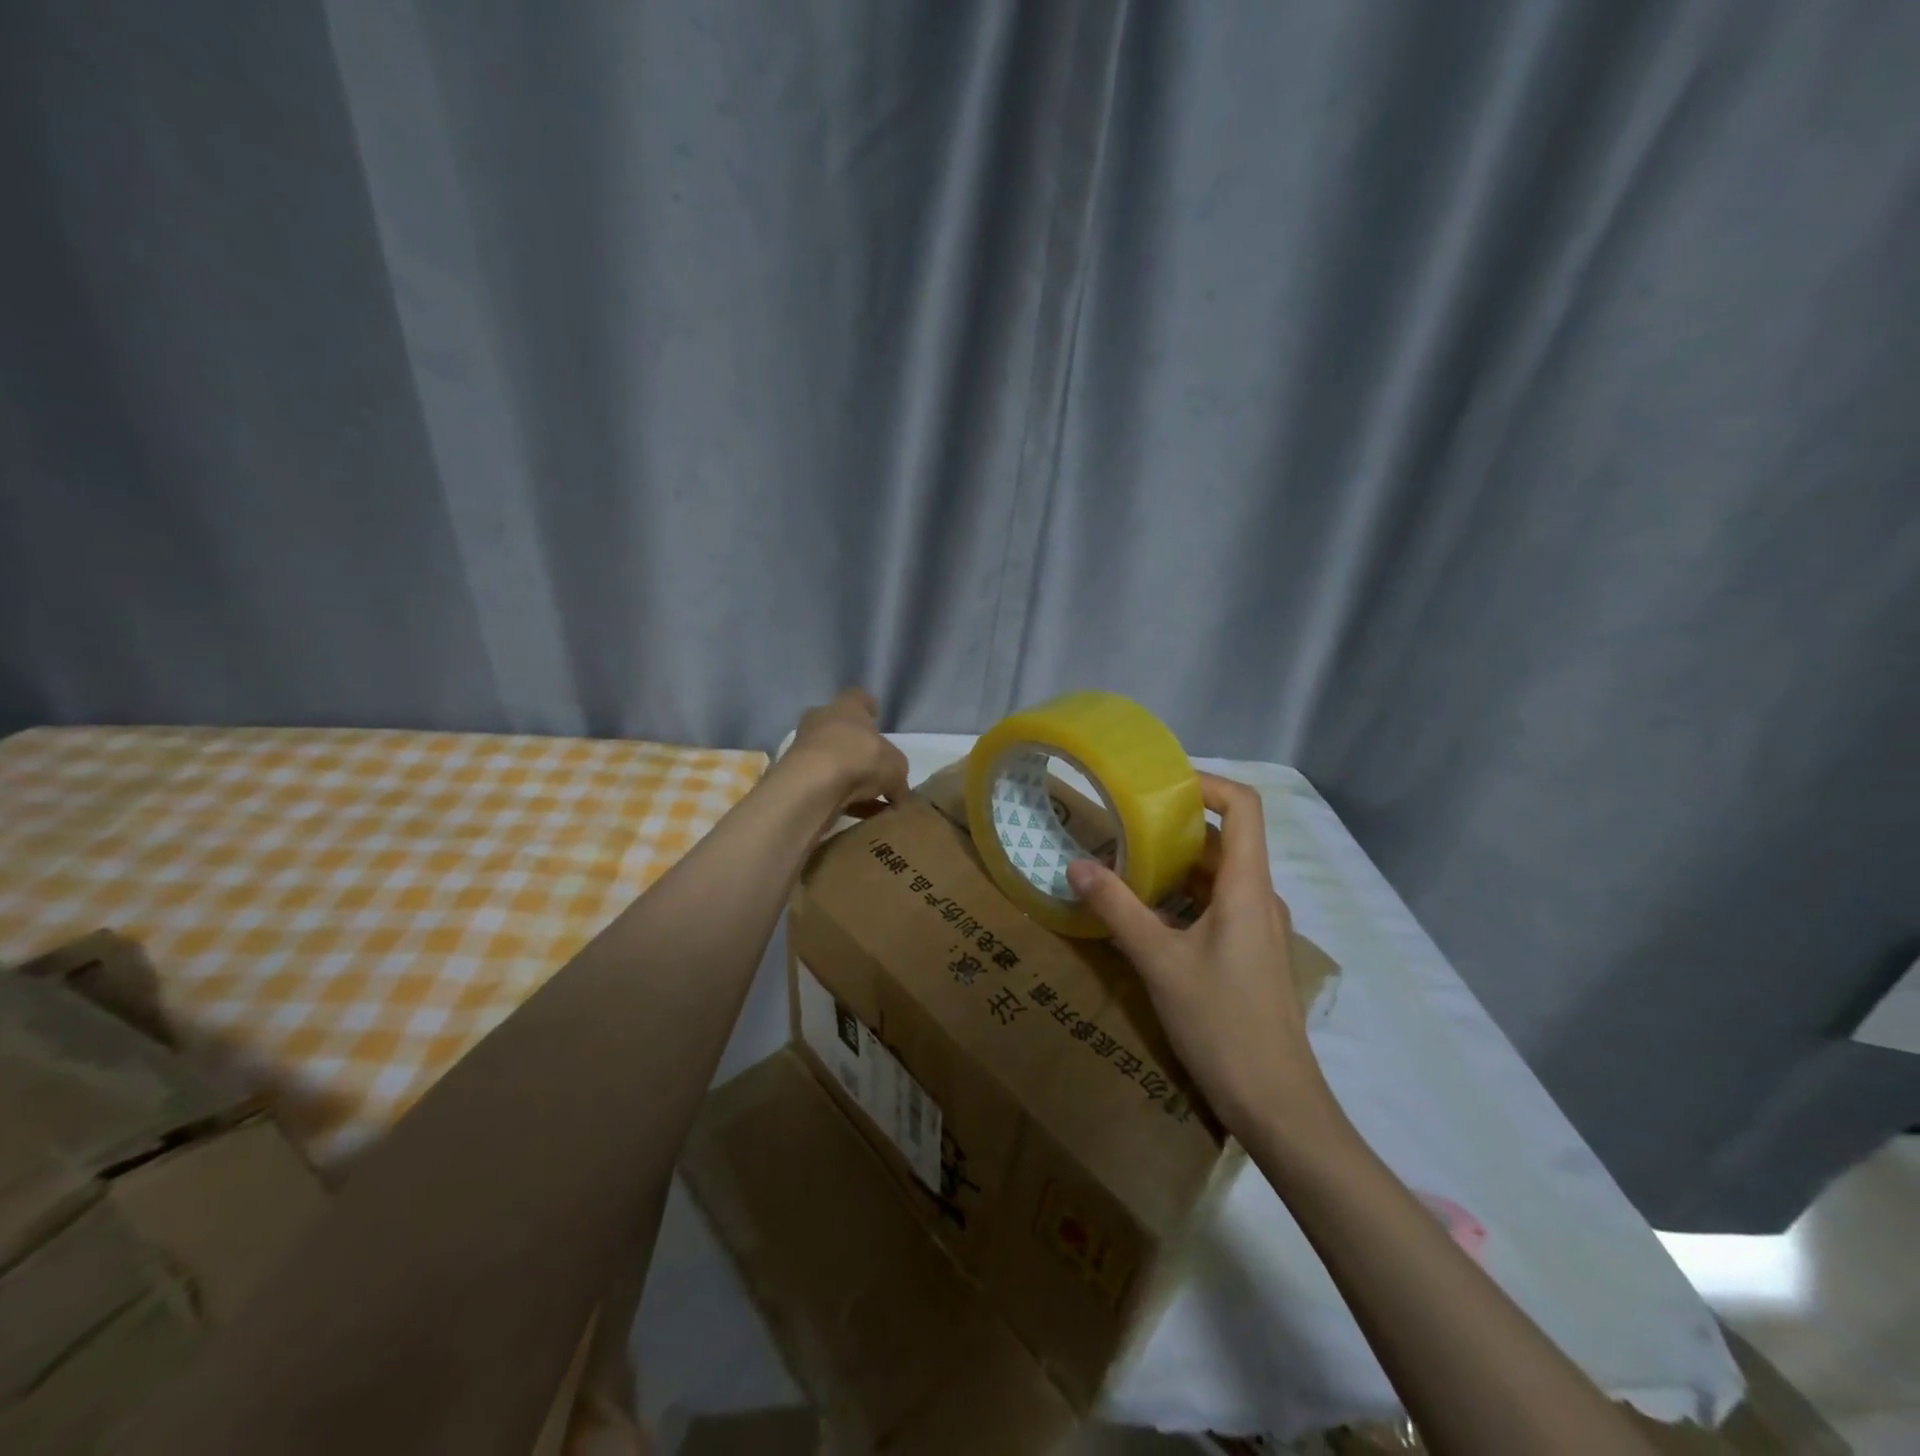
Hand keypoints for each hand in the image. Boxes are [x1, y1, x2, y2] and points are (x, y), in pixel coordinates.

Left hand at [778, 688, 910, 818]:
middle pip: (839, 728)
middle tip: (872, 761)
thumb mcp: (896, 767)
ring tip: (868, 796)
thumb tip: (898, 792)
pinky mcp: (795, 776)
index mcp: (847, 707)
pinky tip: (857, 814)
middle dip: (854, 743)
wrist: (813, 785)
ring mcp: (804, 748)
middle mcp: (821, 721)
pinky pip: (823, 784)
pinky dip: (839, 797)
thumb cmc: (860, 758)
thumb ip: (898, 776)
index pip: (858, 698)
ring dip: (846, 773)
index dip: (868, 707)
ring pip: (830, 758)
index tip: (876, 717)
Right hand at [1065, 773, 1330, 1135]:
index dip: (1206, 782)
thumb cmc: (1223, 1024)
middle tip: (1123, 822)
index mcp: (1248, 887)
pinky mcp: (1252, 955)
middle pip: (1225, 838)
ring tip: (1125, 863)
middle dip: (1175, 824)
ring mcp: (1260, 929)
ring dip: (1176, 864)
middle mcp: (1260, 898)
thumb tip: (1076, 865)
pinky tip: (1147, 914)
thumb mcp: (1160, 962)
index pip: (1243, 806)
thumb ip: (1117, 909)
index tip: (1158, 783)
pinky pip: (1218, 906)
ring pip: (1219, 875)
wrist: (1278, 1105)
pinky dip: (1184, 896)